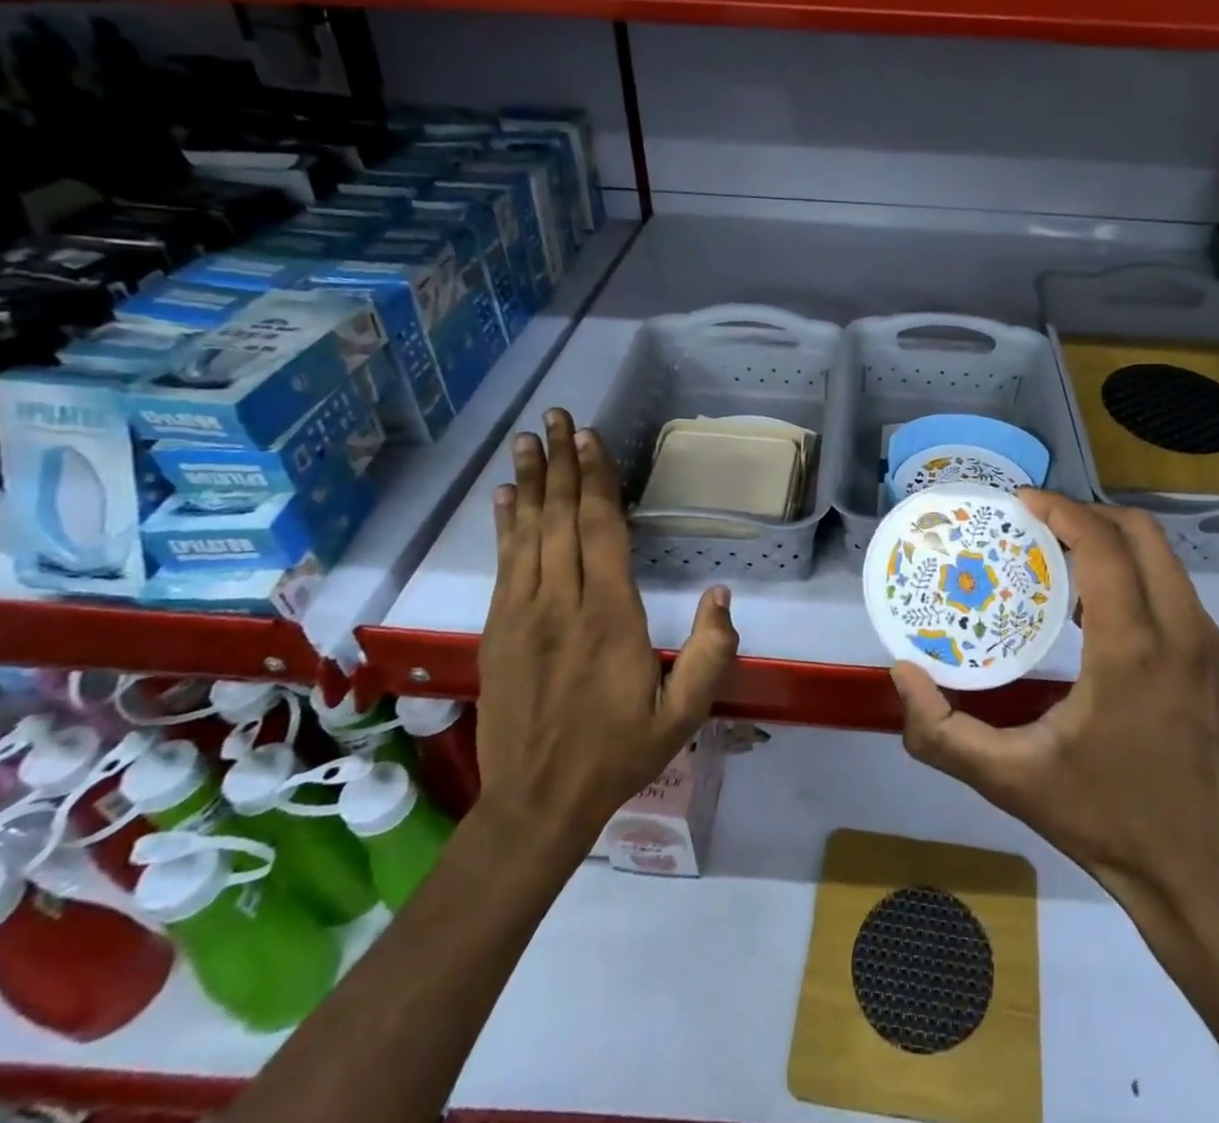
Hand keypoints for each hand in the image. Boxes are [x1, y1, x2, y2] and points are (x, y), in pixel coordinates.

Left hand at [476, 408, 739, 871]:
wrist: (537, 802)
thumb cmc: (618, 752)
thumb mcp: (682, 714)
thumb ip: (710, 654)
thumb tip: (721, 594)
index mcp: (609, 616)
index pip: (601, 530)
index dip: (596, 480)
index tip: (591, 438)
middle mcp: (561, 603)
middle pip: (560, 518)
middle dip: (560, 463)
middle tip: (556, 417)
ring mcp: (522, 613)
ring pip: (527, 533)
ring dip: (529, 482)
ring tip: (527, 439)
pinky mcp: (497, 629)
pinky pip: (503, 563)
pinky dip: (504, 525)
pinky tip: (503, 497)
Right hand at [892, 491, 1218, 912]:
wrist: (1204, 881)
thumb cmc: (1104, 820)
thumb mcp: (1009, 780)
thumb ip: (942, 731)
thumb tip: (901, 674)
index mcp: (1131, 648)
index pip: (1102, 545)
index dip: (1061, 510)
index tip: (1022, 502)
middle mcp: (1182, 632)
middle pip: (1142, 533)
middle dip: (1088, 515)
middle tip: (1039, 527)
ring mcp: (1213, 647)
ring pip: (1166, 562)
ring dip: (1114, 546)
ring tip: (1063, 567)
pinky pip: (1180, 596)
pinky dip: (1139, 581)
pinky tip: (1104, 619)